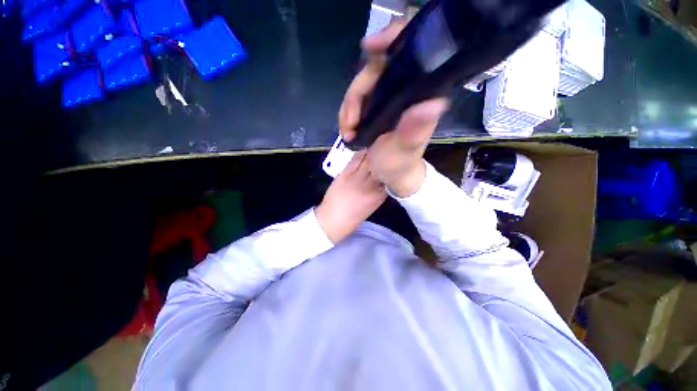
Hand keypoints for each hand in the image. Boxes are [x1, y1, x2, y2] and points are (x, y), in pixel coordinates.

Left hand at [316, 151, 386, 242]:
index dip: (392, 168)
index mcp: (379, 196)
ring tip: (379, 144)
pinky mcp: (345, 174)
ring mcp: (357, 178)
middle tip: (389, 147)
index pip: (390, 177)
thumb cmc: (352, 219)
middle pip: (381, 166)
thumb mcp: (371, 208)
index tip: (394, 161)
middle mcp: (371, 185)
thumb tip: (382, 181)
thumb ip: (378, 194)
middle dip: (386, 156)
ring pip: (369, 160)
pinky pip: (355, 159)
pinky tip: (365, 147)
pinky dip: (361, 152)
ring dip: (375, 151)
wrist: (332, 220)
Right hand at [338, 20, 449, 197]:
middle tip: (349, 123)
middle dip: (355, 96)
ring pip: (361, 86)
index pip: (410, 52)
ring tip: (347, 131)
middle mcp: (403, 91)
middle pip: (374, 70)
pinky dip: (347, 114)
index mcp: (418, 96)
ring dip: (348, 109)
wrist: (391, 175)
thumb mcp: (404, 152)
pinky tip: (348, 129)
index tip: (368, 47)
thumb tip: (433, 103)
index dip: (390, 40)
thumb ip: (414, 131)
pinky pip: (355, 100)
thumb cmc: (400, 165)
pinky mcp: (375, 107)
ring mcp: (387, 98)